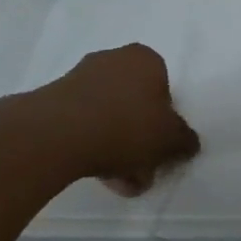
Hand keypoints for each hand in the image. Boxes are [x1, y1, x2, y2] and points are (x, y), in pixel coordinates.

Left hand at [22, 44, 199, 194]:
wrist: (57, 135)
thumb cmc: (127, 126)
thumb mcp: (171, 139)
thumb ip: (185, 140)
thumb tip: (187, 143)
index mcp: (145, 59)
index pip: (164, 88)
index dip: (165, 119)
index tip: (161, 145)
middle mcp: (112, 60)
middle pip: (134, 104)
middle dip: (140, 139)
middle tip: (142, 169)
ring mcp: (78, 78)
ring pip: (109, 116)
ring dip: (117, 147)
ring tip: (118, 181)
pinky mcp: (53, 100)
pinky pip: (83, 124)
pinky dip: (92, 145)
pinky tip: (96, 173)